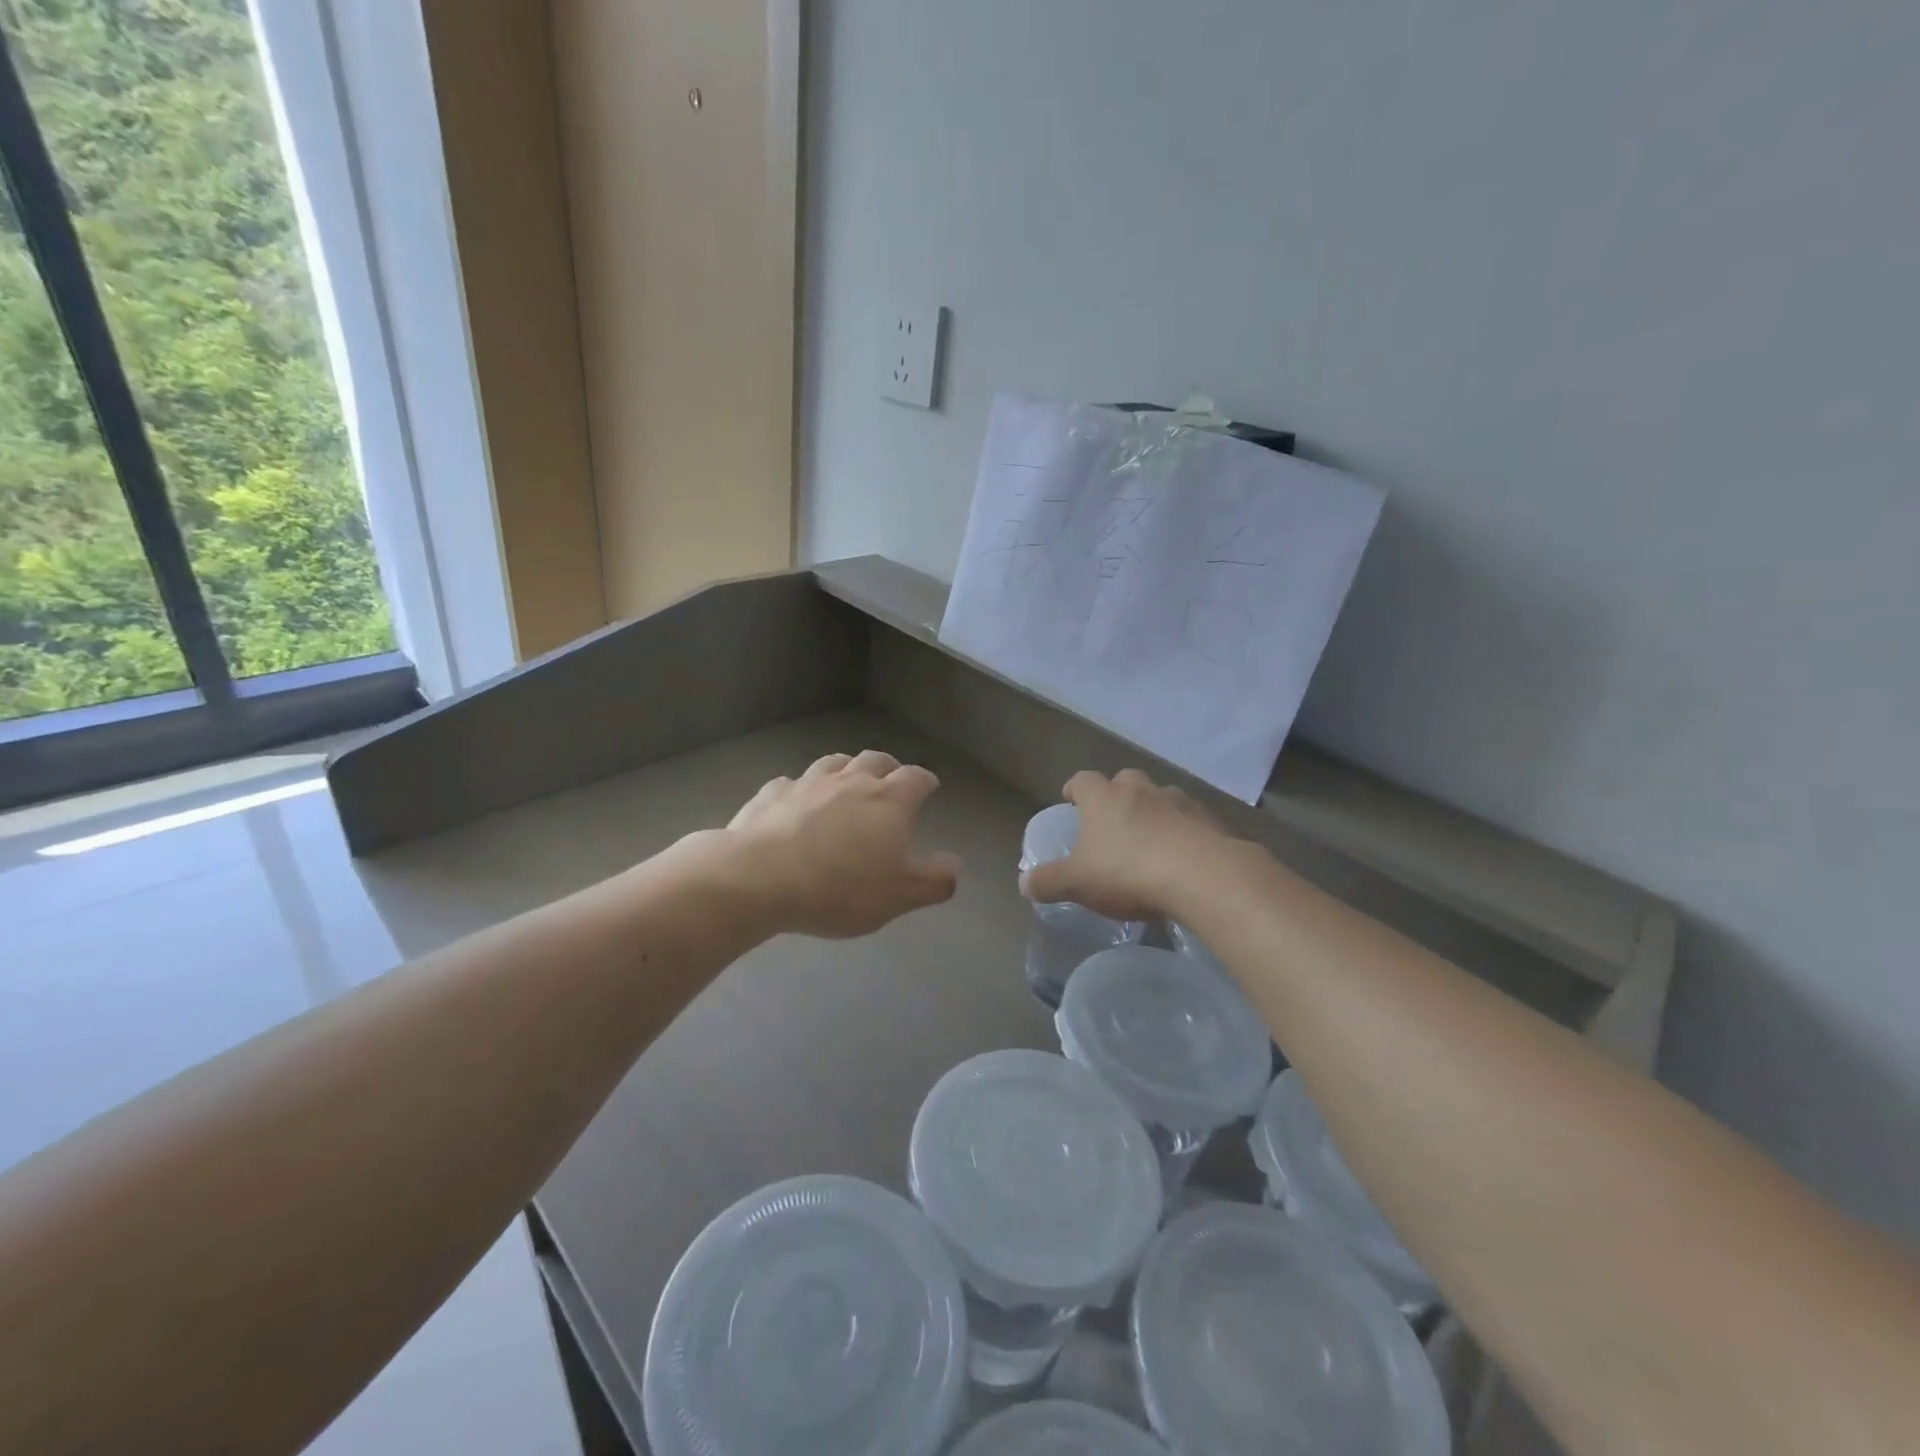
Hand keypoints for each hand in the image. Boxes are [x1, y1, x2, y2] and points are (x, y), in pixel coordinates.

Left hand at [723, 750, 960, 937]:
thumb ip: (933, 881)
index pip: (915, 778)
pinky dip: (801, 789)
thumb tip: (955, 864)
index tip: (929, 787)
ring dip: (847, 769)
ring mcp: (808, 783)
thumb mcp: (898, 896)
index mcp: (889, 800)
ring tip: (848, 782)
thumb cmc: (839, 889)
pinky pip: (792, 783)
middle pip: (876, 760)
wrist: (759, 879)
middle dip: (889, 767)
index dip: (925, 781)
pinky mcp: (772, 793)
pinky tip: (796, 803)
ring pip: (834, 763)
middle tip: (891, 780)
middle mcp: (851, 781)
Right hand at [1021, 768, 1231, 920]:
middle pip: (1124, 780)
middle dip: (1117, 795)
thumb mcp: (1077, 882)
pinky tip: (1183, 857)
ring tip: (1151, 840)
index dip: (1075, 789)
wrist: (1201, 876)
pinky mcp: (1209, 820)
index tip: (1071, 800)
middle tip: (1112, 820)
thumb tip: (1023, 883)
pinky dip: (1184, 831)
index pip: (1082, 780)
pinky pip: (1191, 820)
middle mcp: (1140, 790)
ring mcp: (1178, 801)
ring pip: (1161, 797)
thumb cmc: (1127, 872)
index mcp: (1103, 798)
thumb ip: (1049, 881)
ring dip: (1154, 811)